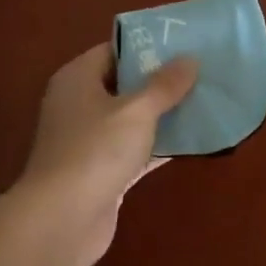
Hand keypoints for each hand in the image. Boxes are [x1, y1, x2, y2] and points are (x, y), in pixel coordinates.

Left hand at [13, 44, 198, 265]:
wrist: (61, 221)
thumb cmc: (95, 151)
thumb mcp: (136, 111)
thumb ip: (164, 84)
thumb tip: (189, 58)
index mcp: (77, 78)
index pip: (114, 51)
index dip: (147, 46)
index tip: (183, 45)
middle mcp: (78, 104)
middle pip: (124, 84)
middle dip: (160, 81)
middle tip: (200, 72)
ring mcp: (87, 140)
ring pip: (131, 119)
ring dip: (162, 114)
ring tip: (203, 102)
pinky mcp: (100, 172)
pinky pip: (134, 149)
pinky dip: (157, 145)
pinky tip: (191, 141)